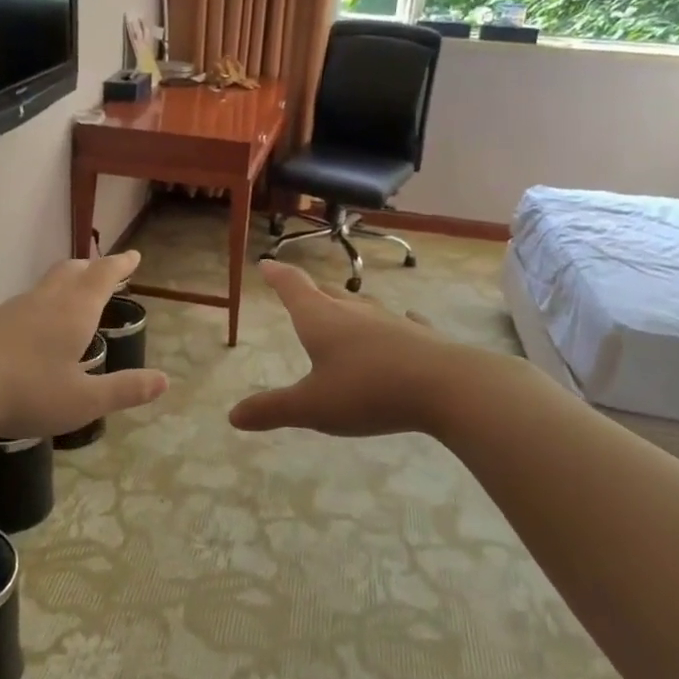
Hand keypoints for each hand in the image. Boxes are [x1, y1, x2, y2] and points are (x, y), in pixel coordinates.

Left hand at [0, 251, 168, 439]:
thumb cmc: (24, 394)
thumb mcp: (82, 401)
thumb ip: (124, 389)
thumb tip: (164, 380)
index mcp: (73, 314)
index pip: (103, 278)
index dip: (120, 265)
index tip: (132, 255)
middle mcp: (42, 302)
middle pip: (71, 274)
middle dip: (90, 269)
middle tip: (102, 269)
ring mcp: (4, 309)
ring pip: (36, 287)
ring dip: (54, 284)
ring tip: (61, 289)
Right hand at [228, 260, 459, 436]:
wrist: (445, 387)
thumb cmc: (367, 391)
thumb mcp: (312, 407)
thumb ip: (273, 410)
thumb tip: (233, 416)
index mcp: (320, 320)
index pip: (293, 287)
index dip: (277, 275)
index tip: (267, 263)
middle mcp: (353, 312)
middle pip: (326, 294)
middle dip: (310, 292)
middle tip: (299, 291)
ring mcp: (391, 321)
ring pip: (363, 306)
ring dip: (348, 306)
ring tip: (342, 308)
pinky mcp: (420, 336)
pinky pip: (403, 322)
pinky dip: (395, 322)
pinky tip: (405, 321)